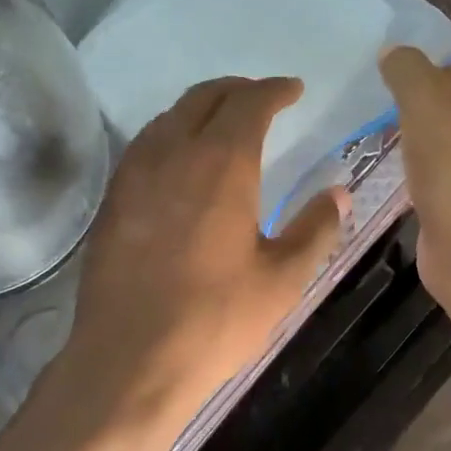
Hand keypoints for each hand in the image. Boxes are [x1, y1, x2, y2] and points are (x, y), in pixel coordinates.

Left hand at [65, 76, 346, 428]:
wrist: (129, 361)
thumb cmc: (215, 320)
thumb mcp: (282, 279)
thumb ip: (315, 228)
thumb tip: (338, 194)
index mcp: (222, 164)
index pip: (250, 103)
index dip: (275, 90)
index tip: (294, 90)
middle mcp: (174, 154)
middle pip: (204, 98)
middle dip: (237, 89)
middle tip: (262, 99)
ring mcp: (135, 174)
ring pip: (169, 117)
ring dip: (201, 108)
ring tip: (223, 123)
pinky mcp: (112, 200)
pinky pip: (145, 145)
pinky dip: (170, 134)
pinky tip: (180, 161)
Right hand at [379, 42, 450, 292]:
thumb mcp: (424, 99)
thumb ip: (407, 68)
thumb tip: (394, 54)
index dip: (448, 67)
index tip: (421, 96)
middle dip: (440, 105)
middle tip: (410, 123)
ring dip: (440, 140)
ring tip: (412, 154)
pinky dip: (447, 173)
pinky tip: (423, 184)